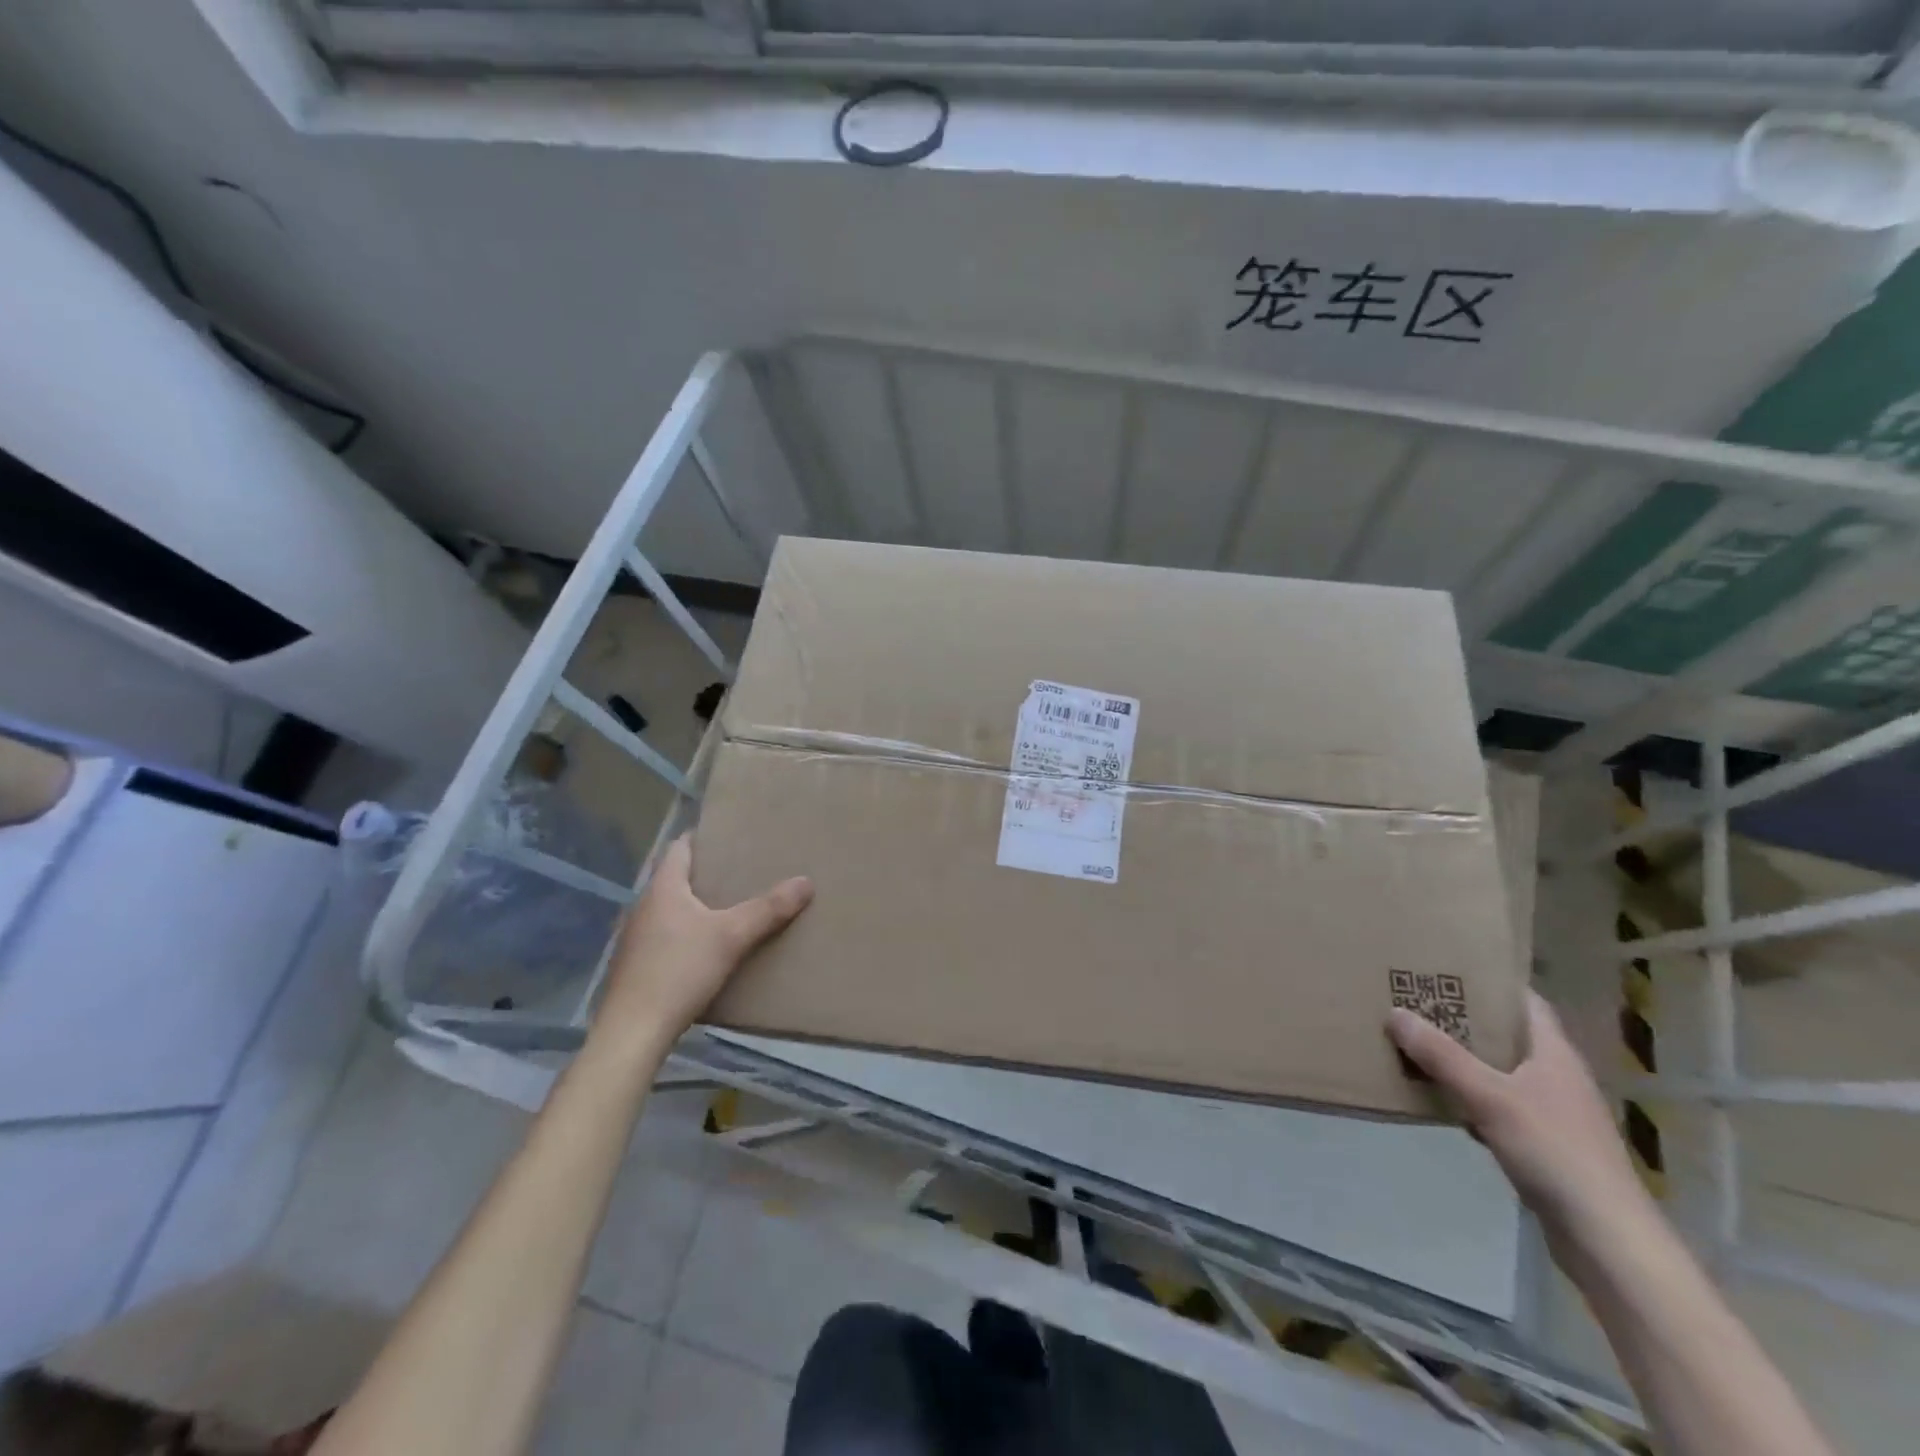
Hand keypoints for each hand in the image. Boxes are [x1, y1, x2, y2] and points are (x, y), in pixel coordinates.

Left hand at [591, 835, 811, 1060]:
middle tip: (742, 870)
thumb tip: (806, 881)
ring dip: (697, 905)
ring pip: (671, 909)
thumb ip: (768, 909)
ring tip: (732, 907)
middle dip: (707, 873)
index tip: (730, 835)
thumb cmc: (679, 972)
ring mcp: (636, 938)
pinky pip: (666, 936)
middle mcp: (644, 907)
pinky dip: (688, 932)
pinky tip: (708, 948)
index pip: (679, 848)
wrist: (632, 1033)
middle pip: (676, 878)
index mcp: (663, 889)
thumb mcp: (732, 937)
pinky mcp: (636, 966)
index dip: (703, 837)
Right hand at [1388, 991, 1648, 1235]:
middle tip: (1417, 1001)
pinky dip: (1468, 1096)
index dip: (1491, 982)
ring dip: (1463, 1059)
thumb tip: (1395, 1012)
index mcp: (1554, 1053)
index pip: (1525, 1002)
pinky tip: (1439, 1099)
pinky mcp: (1543, 1144)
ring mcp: (1552, 1112)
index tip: (1447, 968)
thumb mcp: (1489, 1097)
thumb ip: (1442, 1056)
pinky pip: (1497, 1104)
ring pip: (1499, 1070)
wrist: (1605, 1238)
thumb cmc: (1554, 1152)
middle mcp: (1556, 1075)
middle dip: (1464, 1019)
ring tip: (1417, 1043)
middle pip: (1507, 1034)